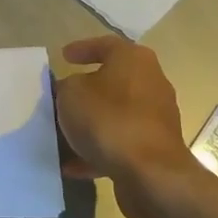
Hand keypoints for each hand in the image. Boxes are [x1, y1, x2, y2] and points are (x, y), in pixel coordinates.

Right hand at [53, 36, 196, 183]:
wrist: (149, 172)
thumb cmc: (108, 119)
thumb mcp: (71, 93)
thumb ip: (66, 86)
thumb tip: (70, 90)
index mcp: (134, 60)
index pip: (106, 44)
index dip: (82, 48)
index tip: (63, 56)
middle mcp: (151, 83)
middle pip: (113, 81)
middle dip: (85, 89)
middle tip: (61, 95)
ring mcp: (156, 118)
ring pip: (114, 115)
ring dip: (90, 123)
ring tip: (62, 133)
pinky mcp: (154, 148)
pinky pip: (118, 143)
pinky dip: (96, 151)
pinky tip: (71, 165)